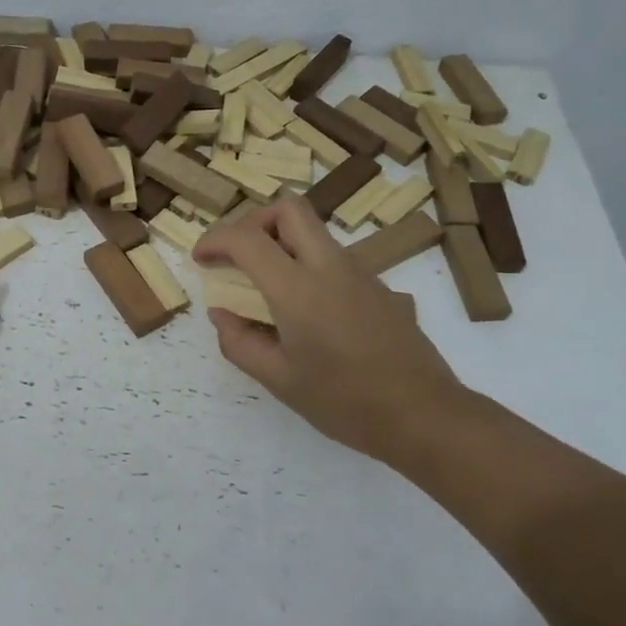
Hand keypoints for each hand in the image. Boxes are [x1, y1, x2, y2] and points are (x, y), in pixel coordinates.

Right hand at [193, 195, 469, 466]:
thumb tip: (220, 313)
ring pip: (315, 232)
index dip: (215, 240)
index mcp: (299, 289)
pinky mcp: (381, 287)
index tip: (201, 260)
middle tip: (238, 255)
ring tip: (266, 288)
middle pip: (289, 209)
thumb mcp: (279, 380)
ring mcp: (362, 274)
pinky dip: (309, 266)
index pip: (247, 239)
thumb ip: (240, 342)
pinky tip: (309, 313)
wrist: (425, 416)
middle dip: (254, 222)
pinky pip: (335, 260)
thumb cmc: (345, 402)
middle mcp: (331, 267)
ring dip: (283, 243)